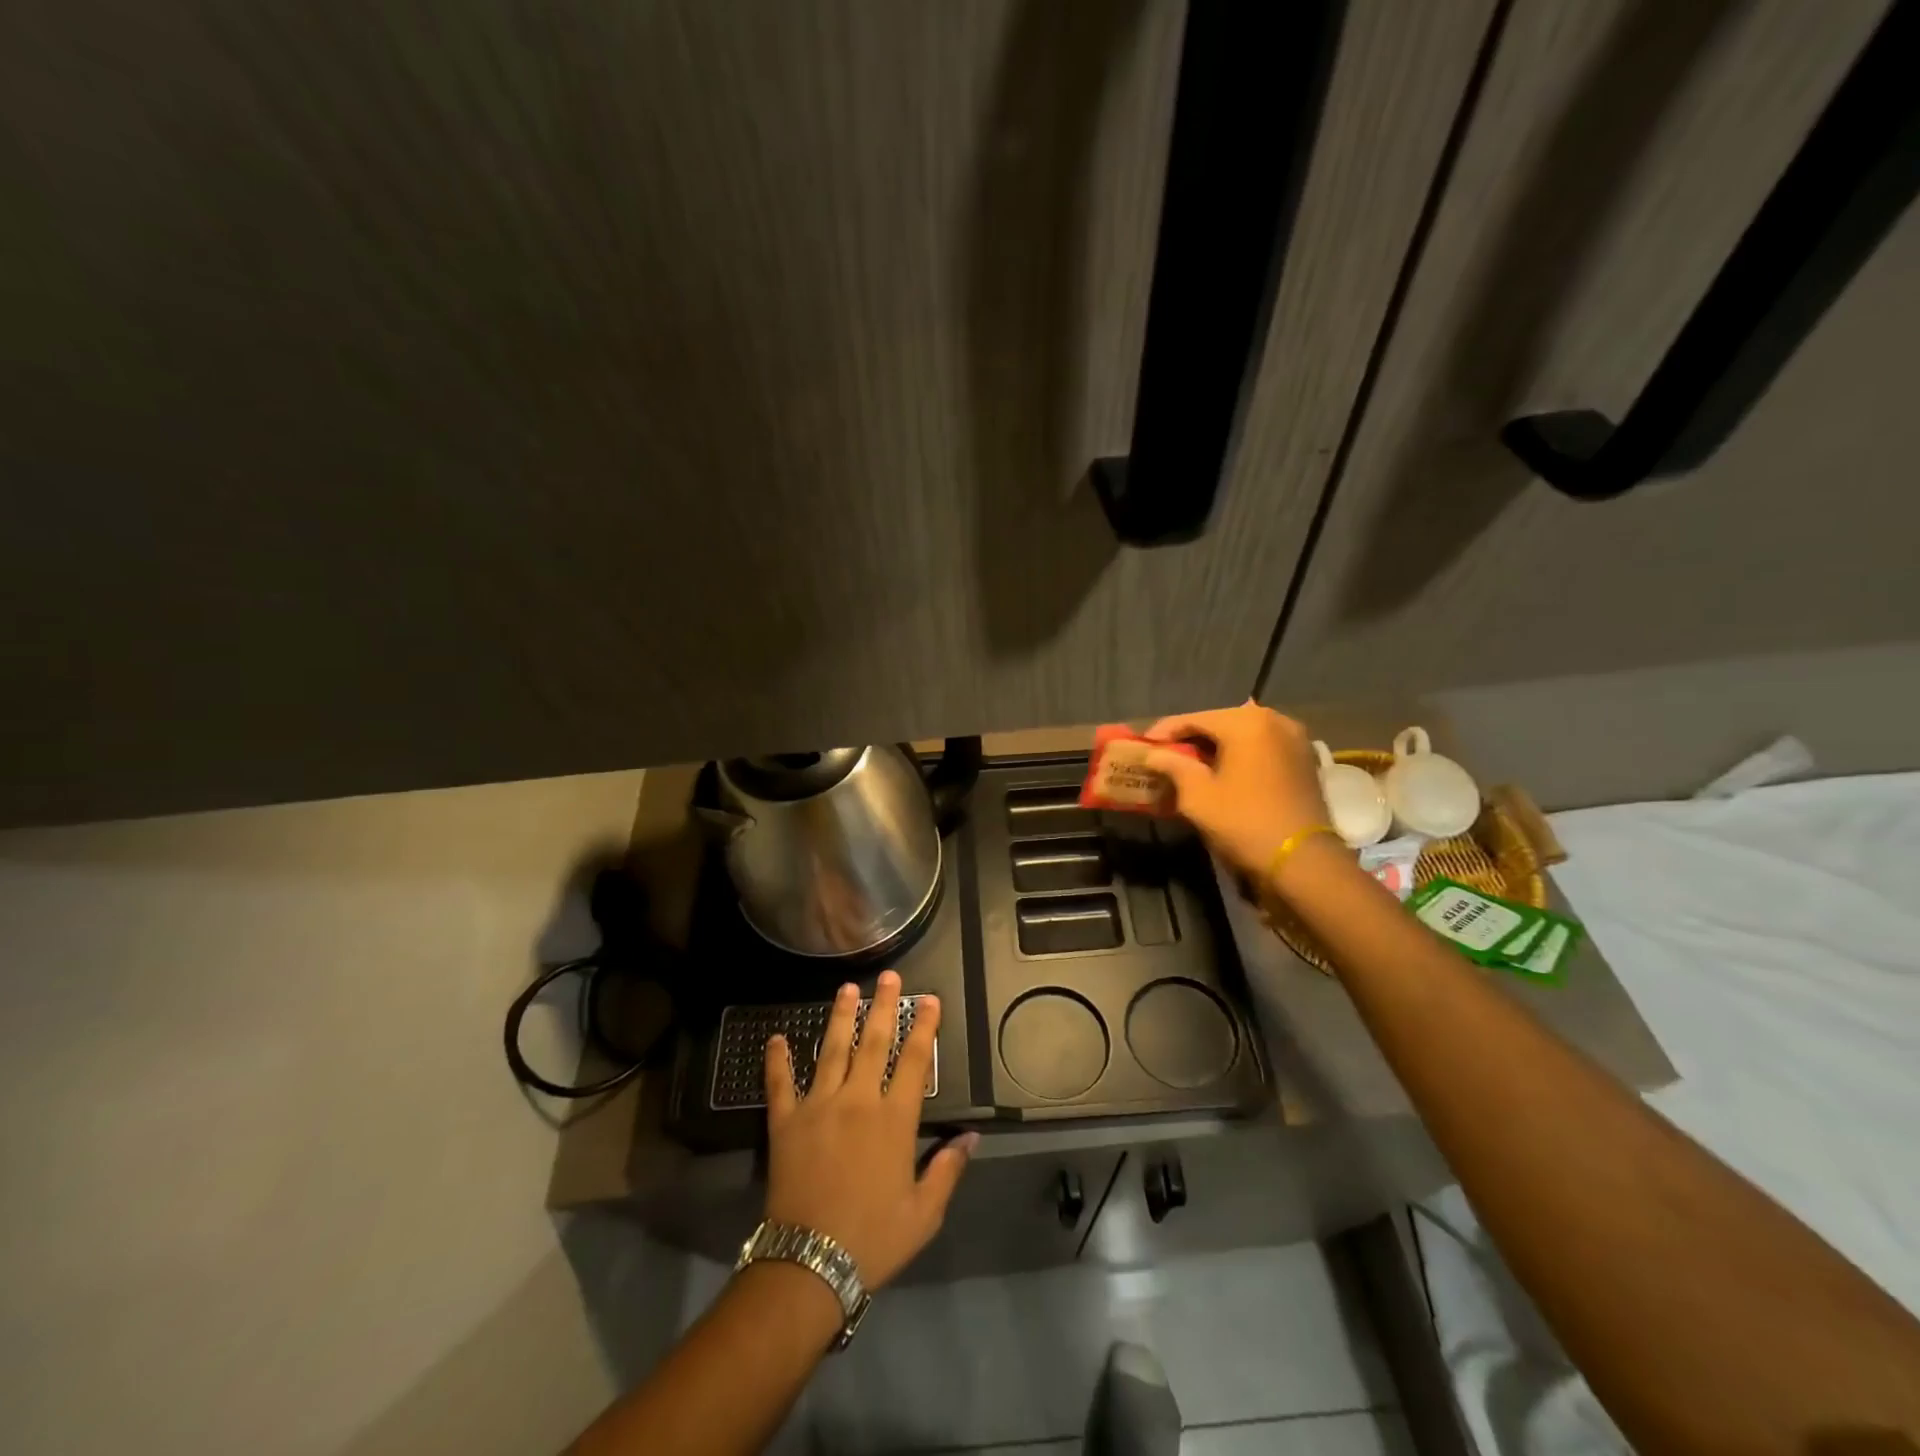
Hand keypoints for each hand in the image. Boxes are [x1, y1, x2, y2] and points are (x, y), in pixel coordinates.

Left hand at [762, 971, 975, 1288]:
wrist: (810, 1264)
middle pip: (874, 1042)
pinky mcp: (786, 1122)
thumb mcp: (924, 1213)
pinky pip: (780, 1083)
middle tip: (889, 976)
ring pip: (832, 1050)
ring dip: (841, 1017)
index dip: (924, 1027)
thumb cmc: (873, 1238)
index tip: (929, 999)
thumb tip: (972, 1137)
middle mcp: (858, 1100)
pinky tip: (777, 1038)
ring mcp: (818, 1106)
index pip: (914, 1061)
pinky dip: (778, 1059)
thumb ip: (947, 1169)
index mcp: (894, 1119)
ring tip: (847, 988)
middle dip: (885, 1006)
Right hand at [1140, 702, 1331, 879]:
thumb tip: (1155, 754)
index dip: (1164, 731)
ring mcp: (1295, 739)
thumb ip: (1173, 766)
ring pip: (1243, 736)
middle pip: (1221, 723)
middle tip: (1165, 755)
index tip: (1143, 744)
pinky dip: (1240, 756)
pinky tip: (1223, 772)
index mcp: (1247, 722)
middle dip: (1192, 739)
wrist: (1303, 860)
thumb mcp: (1197, 796)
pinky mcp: (1305, 760)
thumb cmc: (1244, 821)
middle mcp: (1275, 720)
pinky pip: (1262, 748)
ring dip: (1216, 748)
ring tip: (1191, 765)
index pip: (1194, 718)